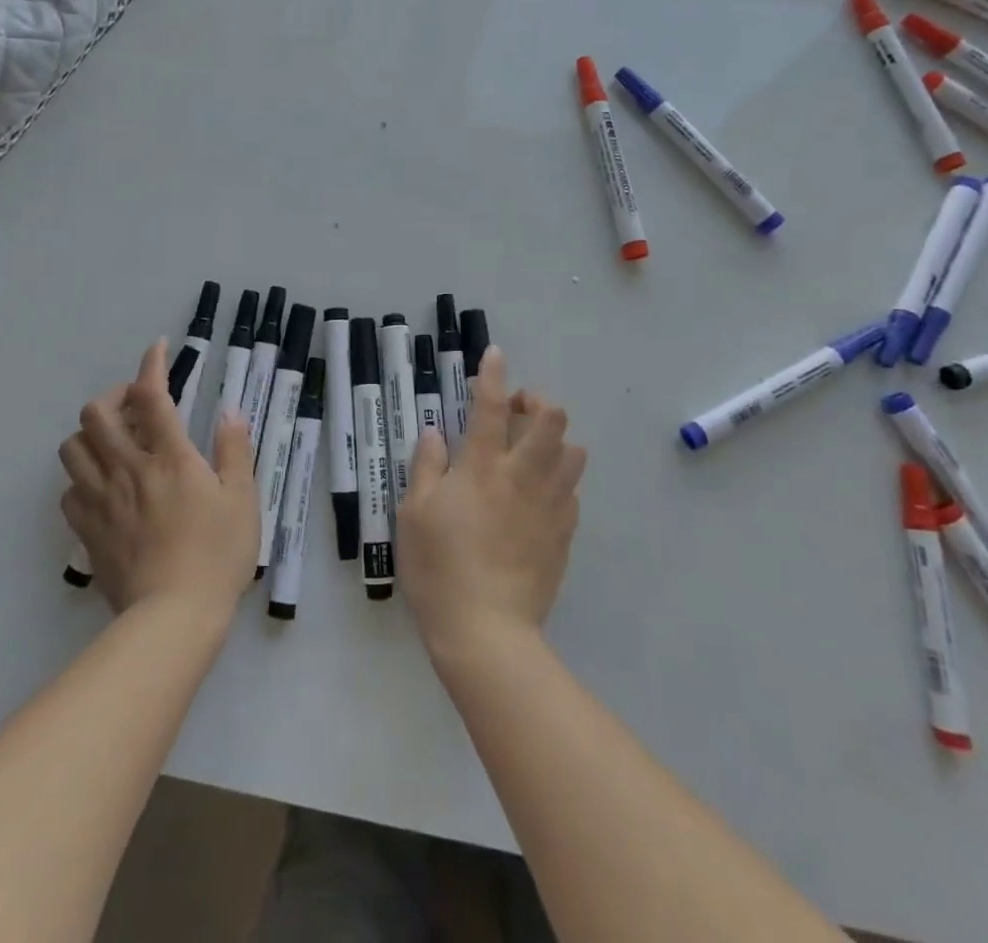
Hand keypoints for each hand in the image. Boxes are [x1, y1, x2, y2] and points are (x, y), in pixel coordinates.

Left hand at [59, 341, 258, 621]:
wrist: (173, 618)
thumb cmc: (217, 555)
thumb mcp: (243, 498)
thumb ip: (234, 449)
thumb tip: (229, 410)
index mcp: (169, 457)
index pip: (151, 395)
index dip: (151, 364)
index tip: (157, 348)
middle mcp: (128, 469)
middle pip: (97, 413)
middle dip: (114, 396)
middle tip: (136, 404)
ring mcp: (101, 501)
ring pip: (73, 448)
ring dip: (91, 434)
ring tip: (115, 441)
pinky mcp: (87, 531)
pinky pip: (69, 492)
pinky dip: (82, 479)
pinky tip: (103, 487)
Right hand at [397, 348, 585, 660]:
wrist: (486, 631)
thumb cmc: (439, 568)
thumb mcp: (415, 513)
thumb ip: (427, 466)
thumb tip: (435, 432)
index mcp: (481, 467)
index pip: (489, 406)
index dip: (493, 374)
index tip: (495, 354)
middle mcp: (521, 476)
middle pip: (551, 419)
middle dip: (536, 402)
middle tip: (514, 413)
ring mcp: (549, 505)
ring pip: (573, 452)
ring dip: (555, 440)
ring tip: (532, 451)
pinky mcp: (564, 534)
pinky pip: (572, 491)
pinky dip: (559, 480)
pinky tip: (539, 495)